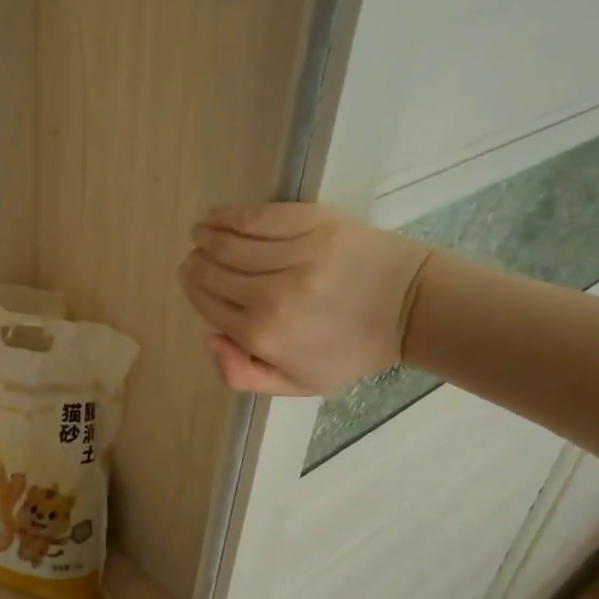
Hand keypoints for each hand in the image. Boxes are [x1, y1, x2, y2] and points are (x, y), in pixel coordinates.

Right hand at [178, 202, 431, 394]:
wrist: (409, 307)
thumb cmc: (351, 349)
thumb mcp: (297, 383)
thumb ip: (243, 374)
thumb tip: (209, 337)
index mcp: (263, 335)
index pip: (208, 304)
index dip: (193, 289)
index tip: (189, 278)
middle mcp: (271, 295)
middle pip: (212, 272)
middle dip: (195, 264)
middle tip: (193, 257)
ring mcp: (293, 256)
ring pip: (228, 242)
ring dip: (204, 236)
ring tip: (199, 233)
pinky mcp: (312, 224)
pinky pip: (255, 217)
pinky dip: (227, 215)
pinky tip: (215, 216)